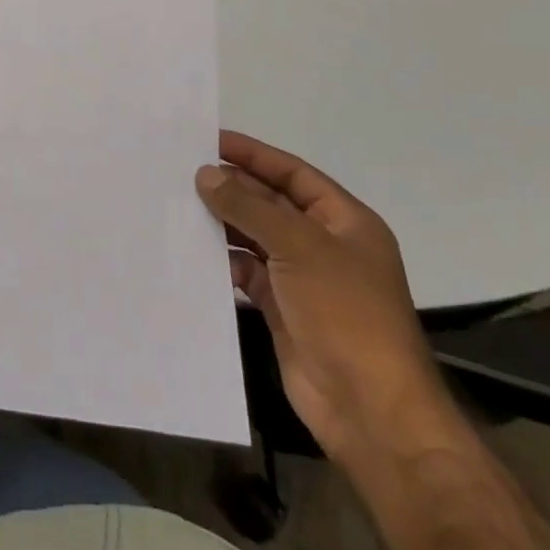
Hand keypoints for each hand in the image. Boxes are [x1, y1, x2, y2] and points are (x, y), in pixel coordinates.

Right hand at [195, 131, 468, 471]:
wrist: (370, 410)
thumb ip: (248, 206)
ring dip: (223, 222)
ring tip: (179, 204)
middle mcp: (325, 245)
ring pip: (256, 237)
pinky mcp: (283, 309)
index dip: (254, 154)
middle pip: (272, 203)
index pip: (293, 173)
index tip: (210, 139)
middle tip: (184, 171)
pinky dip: (224, 260)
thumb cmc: (345, 312)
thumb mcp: (298, 246)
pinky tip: (194, 250)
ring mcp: (304, 279)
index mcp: (345, 222)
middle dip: (233, 187)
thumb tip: (205, 174)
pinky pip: (247, 272)